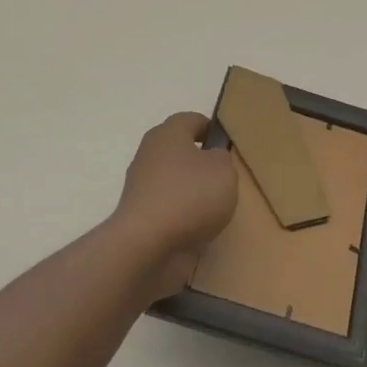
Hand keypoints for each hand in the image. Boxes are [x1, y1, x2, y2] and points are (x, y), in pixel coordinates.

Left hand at [107, 112, 238, 302]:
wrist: (146, 245)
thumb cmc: (189, 196)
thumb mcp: (223, 170)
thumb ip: (222, 159)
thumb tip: (212, 160)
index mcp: (168, 134)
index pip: (191, 120)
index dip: (211, 129)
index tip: (227, 146)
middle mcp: (149, 155)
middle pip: (179, 151)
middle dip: (200, 162)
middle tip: (224, 178)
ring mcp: (141, 187)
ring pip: (173, 181)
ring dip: (191, 192)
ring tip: (215, 208)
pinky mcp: (139, 217)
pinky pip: (168, 209)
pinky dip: (182, 217)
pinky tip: (199, 229)